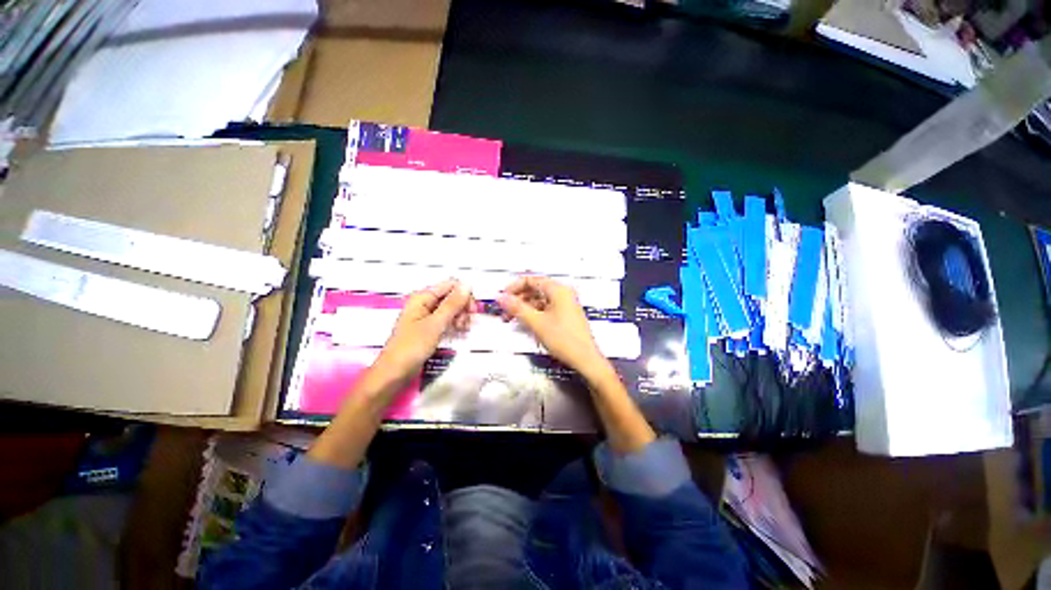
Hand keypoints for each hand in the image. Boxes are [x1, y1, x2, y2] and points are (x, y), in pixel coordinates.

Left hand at [372, 279, 474, 388]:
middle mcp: (424, 303)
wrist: (395, 372)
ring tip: (462, 330)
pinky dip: (454, 324)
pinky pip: (446, 319)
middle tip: (466, 323)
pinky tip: (459, 332)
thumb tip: (467, 285)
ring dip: (460, 317)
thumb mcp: (435, 324)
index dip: (464, 295)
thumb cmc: (412, 346)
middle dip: (463, 307)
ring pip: (451, 308)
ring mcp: (426, 315)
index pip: (451, 285)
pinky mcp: (429, 327)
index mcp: (422, 297)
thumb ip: (452, 304)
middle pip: (452, 296)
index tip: (472, 310)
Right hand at [497, 276, 606, 374]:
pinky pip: (546, 308)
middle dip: (518, 299)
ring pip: (539, 300)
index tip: (502, 298)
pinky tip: (526, 323)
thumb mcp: (536, 323)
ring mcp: (565, 304)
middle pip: (535, 289)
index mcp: (558, 290)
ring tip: (511, 319)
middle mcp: (563, 293)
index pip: (531, 280)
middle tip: (504, 311)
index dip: (514, 287)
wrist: (585, 359)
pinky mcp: (565, 315)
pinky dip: (534, 313)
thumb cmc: (563, 339)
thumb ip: (517, 308)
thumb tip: (499, 297)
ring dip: (524, 307)